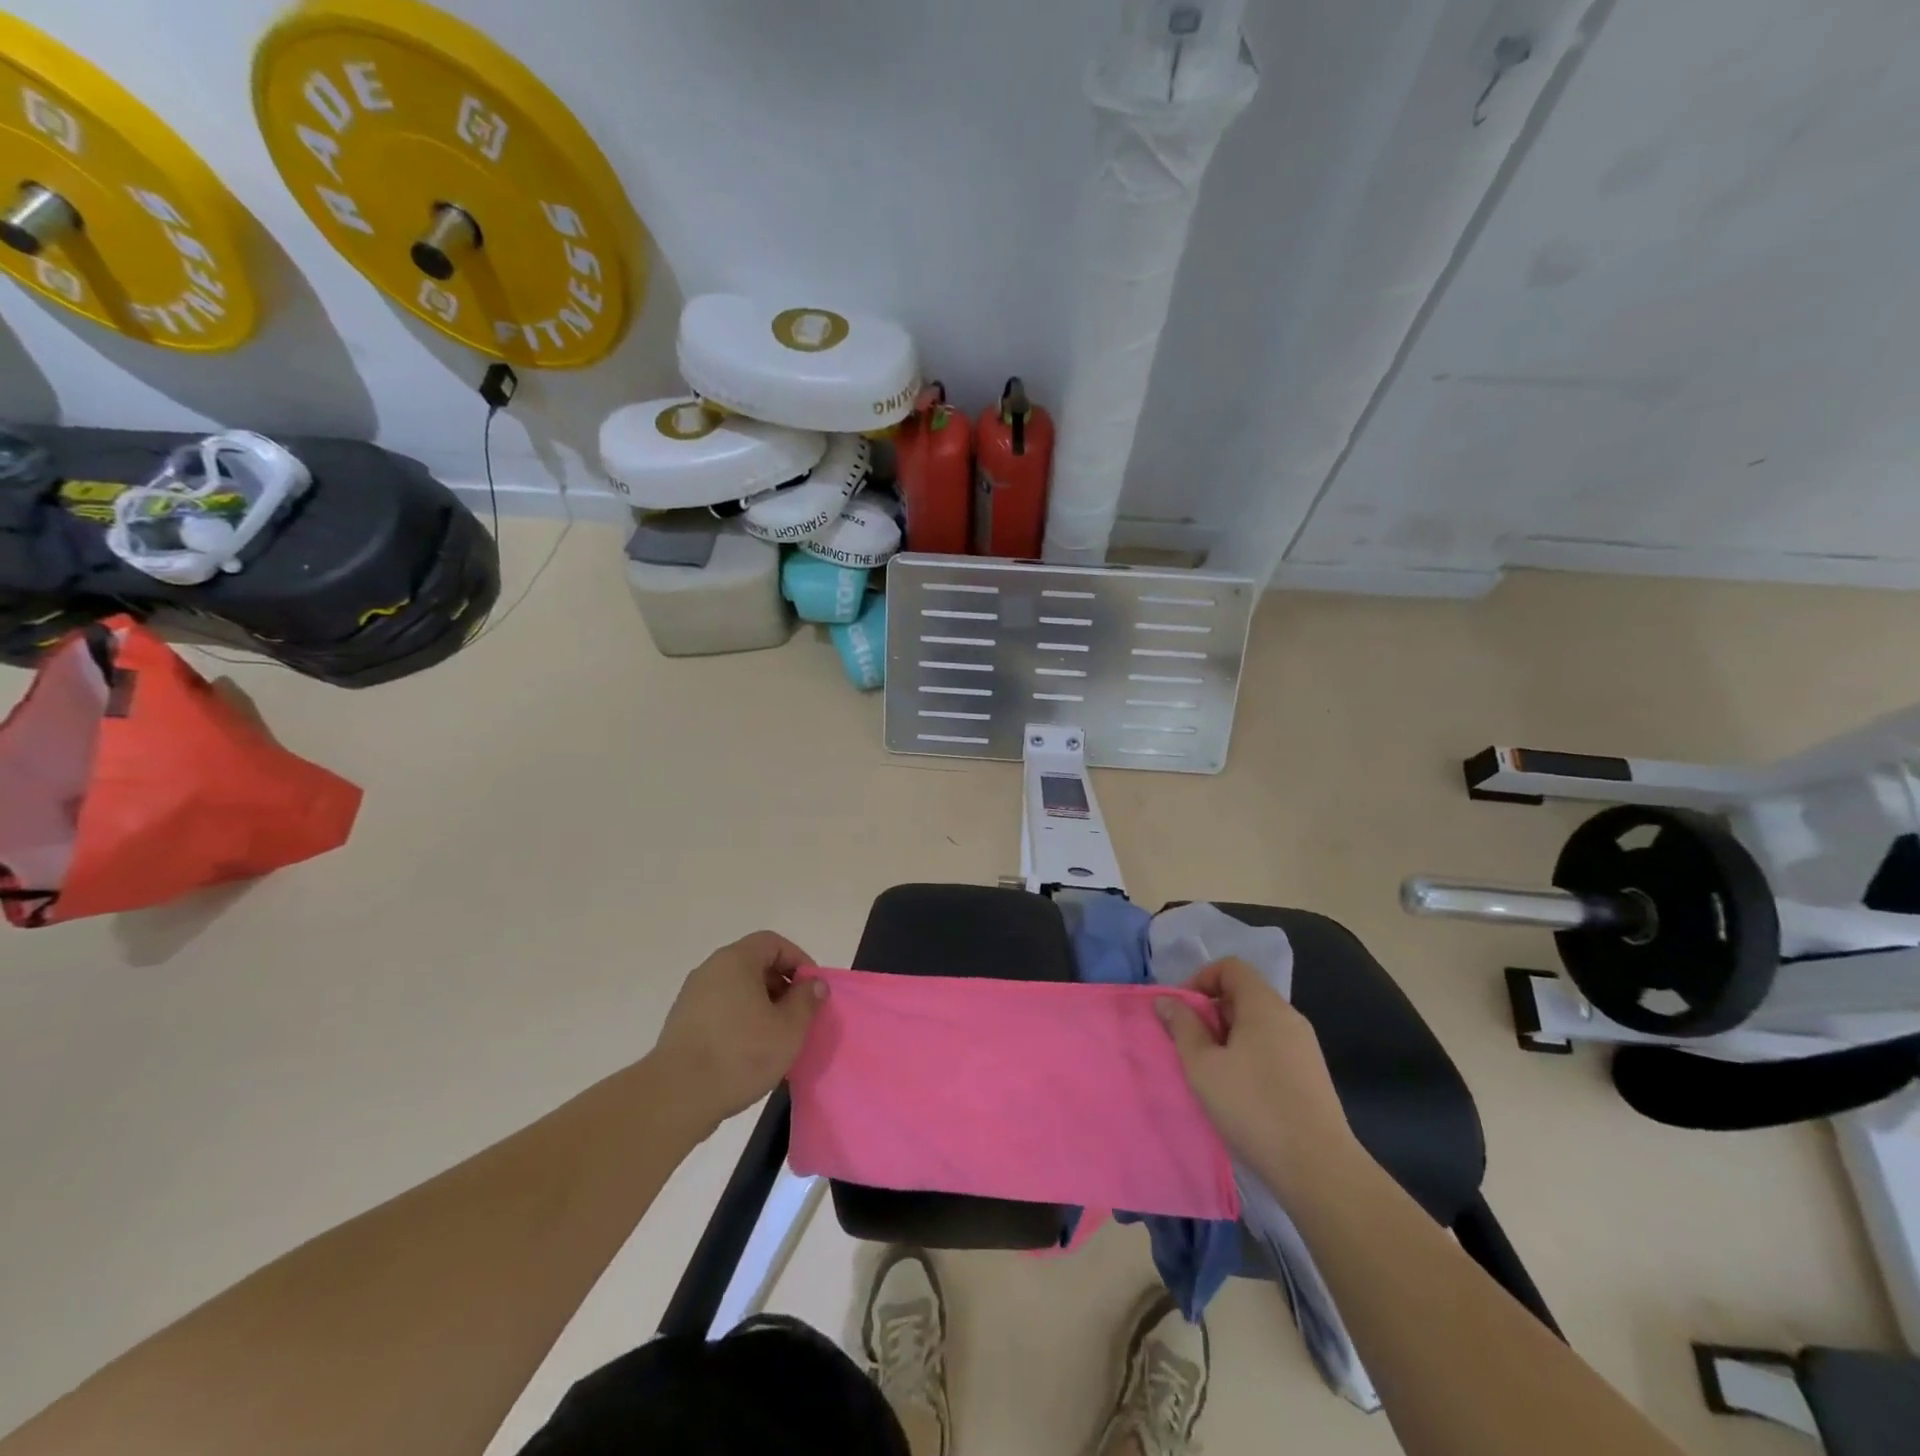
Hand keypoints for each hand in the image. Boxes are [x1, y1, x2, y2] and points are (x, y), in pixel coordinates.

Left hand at [652, 931, 825, 1132]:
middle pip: (753, 964)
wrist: (676, 1097)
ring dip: (761, 1005)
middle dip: (781, 985)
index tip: (811, 989)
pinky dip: (740, 1020)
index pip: (772, 943)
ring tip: (776, 1036)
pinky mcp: (681, 1024)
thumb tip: (814, 984)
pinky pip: (720, 1009)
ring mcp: (692, 997)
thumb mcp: (788, 1029)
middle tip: (797, 1014)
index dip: (798, 960)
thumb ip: (806, 1000)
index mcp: (735, 961)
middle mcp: (710, 970)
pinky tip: (749, 1051)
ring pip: (737, 989)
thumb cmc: (739, 1054)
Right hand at [1158, 958, 1357, 1194]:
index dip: (1201, 979)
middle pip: (1244, 994)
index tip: (1183, 1012)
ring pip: (1258, 1024)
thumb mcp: (1203, 1066)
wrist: (1318, 1168)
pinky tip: (1241, 1091)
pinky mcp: (1312, 1075)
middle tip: (1192, 1046)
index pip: (1231, 967)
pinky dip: (1250, 1055)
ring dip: (1229, 1037)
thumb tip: (1167, 1000)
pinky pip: (1273, 1047)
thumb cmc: (1253, 1107)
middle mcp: (1289, 1017)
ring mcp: (1305, 1047)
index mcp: (1264, 1005)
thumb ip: (1182, 1026)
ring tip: (1213, 1071)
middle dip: (1212, 1012)